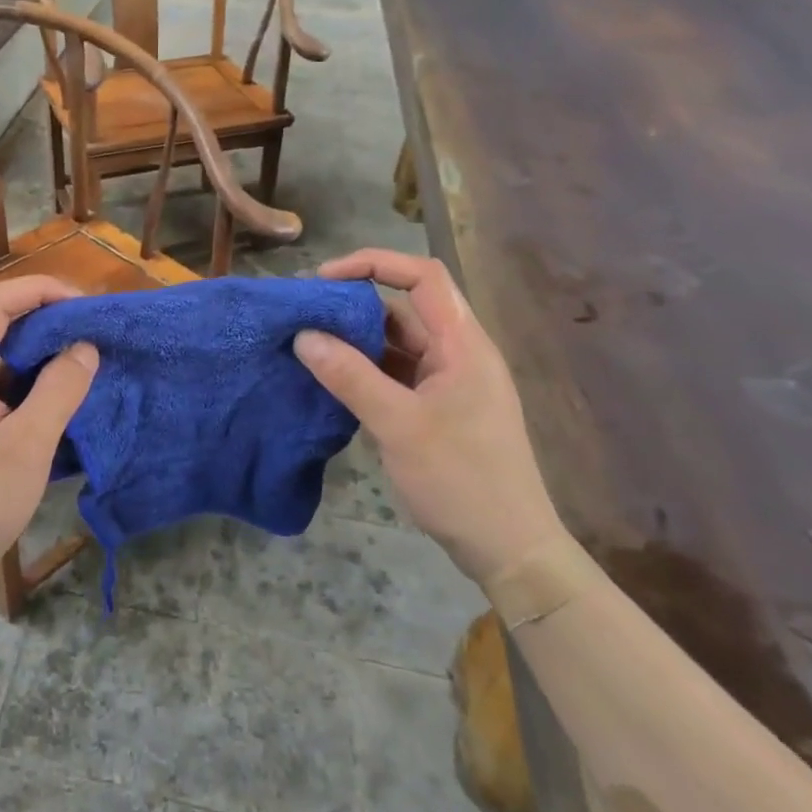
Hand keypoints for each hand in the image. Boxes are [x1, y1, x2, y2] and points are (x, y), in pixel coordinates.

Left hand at [0, 276, 98, 599]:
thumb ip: (59, 390)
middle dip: (45, 318)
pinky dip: (33, 382)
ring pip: (1, 357)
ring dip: (41, 352)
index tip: (81, 304)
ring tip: (84, 360)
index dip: (37, 290)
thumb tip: (86, 347)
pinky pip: (2, 386)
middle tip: (91, 332)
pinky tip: (61, 397)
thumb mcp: (28, 446)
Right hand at [294, 249, 566, 586]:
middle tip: (304, 316)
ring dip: (355, 340)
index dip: (374, 263)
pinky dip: (364, 370)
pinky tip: (330, 380)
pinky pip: (395, 374)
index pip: (423, 276)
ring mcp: (448, 383)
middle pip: (405, 308)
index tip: (324, 279)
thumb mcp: (398, 425)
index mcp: (462, 345)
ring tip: (307, 345)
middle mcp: (458, 354)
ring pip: (396, 344)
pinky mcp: (437, 409)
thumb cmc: (461, 480)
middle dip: (354, 305)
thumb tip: (303, 336)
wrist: (508, 549)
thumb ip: (350, 376)